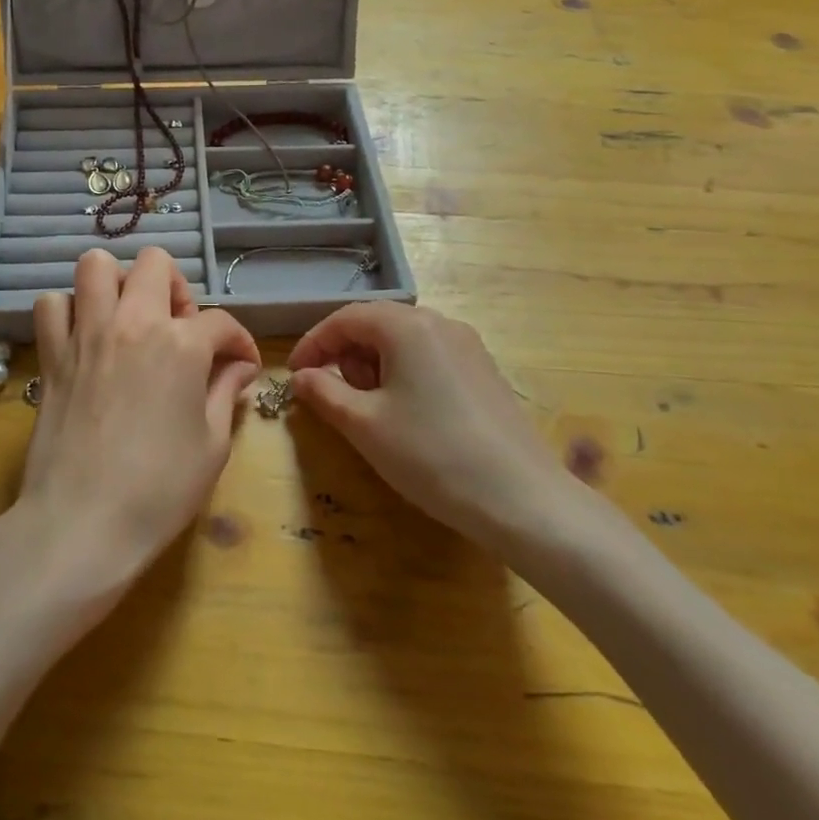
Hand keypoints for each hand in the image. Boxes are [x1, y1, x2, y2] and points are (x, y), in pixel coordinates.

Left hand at [12, 247, 260, 614]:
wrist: (82, 525)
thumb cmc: (158, 491)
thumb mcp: (212, 445)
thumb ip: (226, 393)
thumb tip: (238, 368)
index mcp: (180, 344)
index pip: (220, 321)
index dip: (239, 341)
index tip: (241, 365)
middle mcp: (133, 322)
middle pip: (155, 264)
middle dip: (176, 287)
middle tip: (179, 328)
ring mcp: (86, 333)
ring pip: (95, 265)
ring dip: (117, 283)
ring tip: (128, 318)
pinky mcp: (51, 354)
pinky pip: (51, 305)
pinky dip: (68, 311)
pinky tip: (83, 337)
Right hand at [288, 302, 594, 563]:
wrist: (523, 500)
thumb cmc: (432, 455)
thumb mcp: (364, 425)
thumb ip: (324, 392)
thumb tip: (302, 376)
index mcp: (407, 326)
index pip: (345, 319)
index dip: (314, 344)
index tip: (295, 376)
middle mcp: (439, 323)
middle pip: (376, 324)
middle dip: (347, 356)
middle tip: (338, 399)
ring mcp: (467, 346)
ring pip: (403, 342)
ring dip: (375, 367)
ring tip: (374, 412)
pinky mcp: (484, 371)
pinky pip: (430, 357)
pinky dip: (405, 375)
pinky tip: (410, 416)